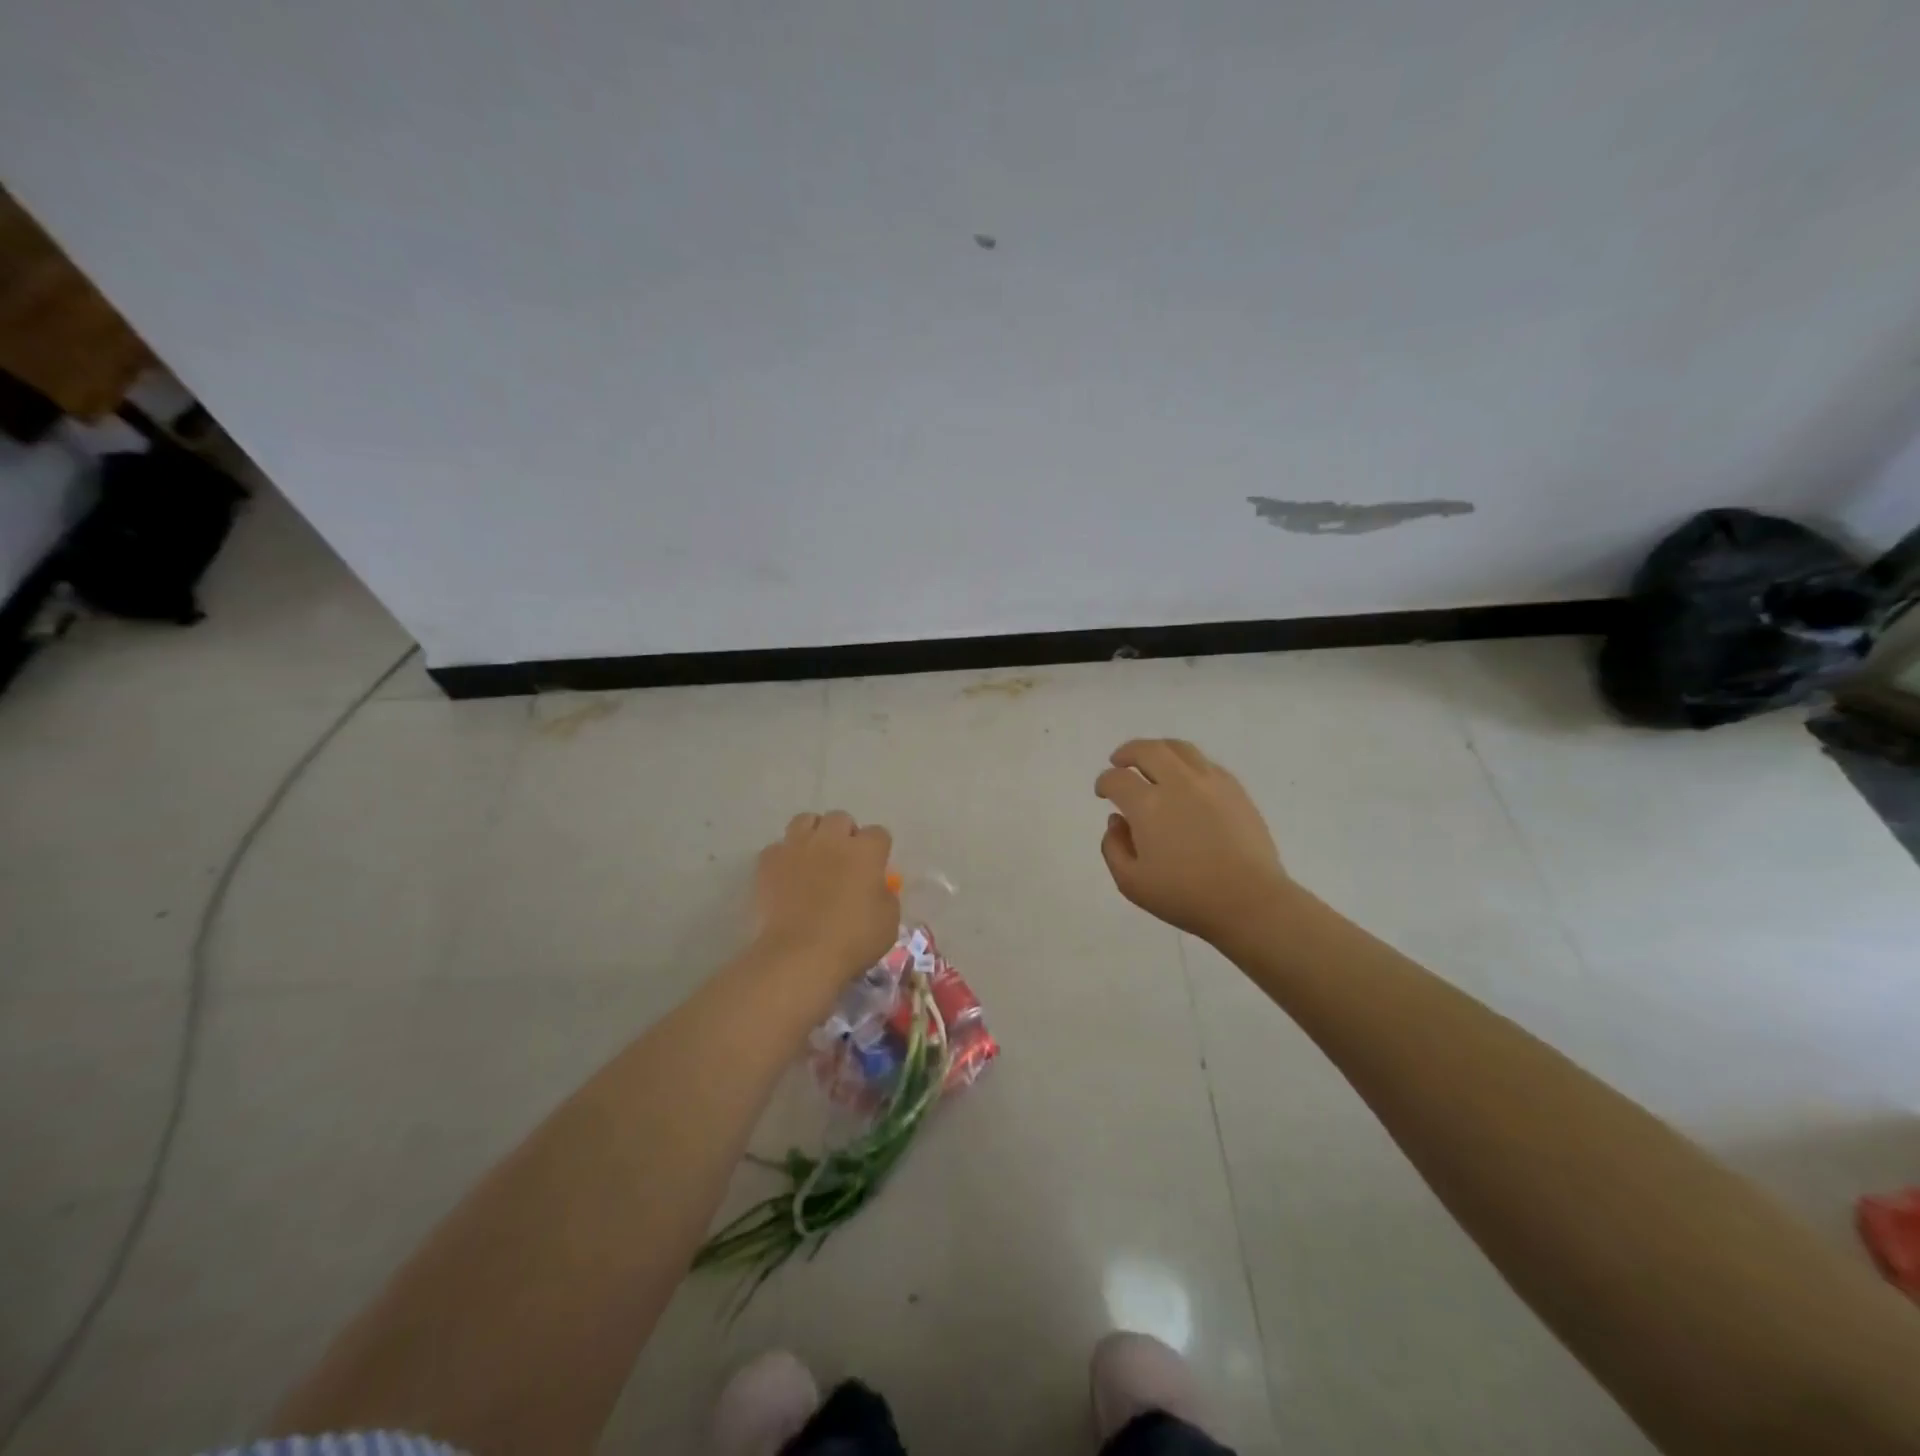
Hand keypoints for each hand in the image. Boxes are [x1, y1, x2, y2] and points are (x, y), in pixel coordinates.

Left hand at [755, 811, 898, 977]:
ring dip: (813, 834)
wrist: (800, 954)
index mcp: (866, 851)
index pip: (878, 833)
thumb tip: (877, 888)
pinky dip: (784, 857)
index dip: (878, 850)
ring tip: (813, 857)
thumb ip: (886, 896)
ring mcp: (797, 846)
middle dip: (844, 834)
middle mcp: (832, 839)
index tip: (874, 868)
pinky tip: (786, 876)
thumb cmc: (852, 940)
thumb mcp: (889, 922)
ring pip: (805, 820)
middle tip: (843, 860)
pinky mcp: (769, 861)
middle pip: (840, 818)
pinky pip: (778, 847)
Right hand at [1095, 739, 1290, 942]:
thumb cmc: (1185, 896)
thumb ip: (1114, 847)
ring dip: (1158, 750)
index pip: (1117, 779)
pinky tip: (1185, 779)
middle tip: (1119, 762)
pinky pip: (1205, 763)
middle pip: (1147, 750)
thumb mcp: (1131, 883)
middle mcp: (1178, 783)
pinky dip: (1186, 763)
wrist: (1249, 901)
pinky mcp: (1235, 789)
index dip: (1104, 782)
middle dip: (1127, 753)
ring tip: (1152, 761)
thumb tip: (1117, 821)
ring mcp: (1210, 782)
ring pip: (1179, 748)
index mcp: (1148, 805)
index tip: (1103, 793)